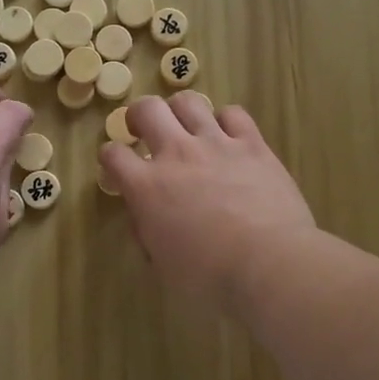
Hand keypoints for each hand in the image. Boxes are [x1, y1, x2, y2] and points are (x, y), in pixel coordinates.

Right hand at [100, 94, 316, 313]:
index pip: (113, 154)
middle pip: (147, 109)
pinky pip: (233, 113)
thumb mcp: (162, 264)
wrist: (268, 264)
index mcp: (147, 187)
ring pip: (188, 102)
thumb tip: (145, 216)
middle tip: (143, 129)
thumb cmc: (209, 276)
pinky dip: (225, 121)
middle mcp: (176, 154)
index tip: (116, 166)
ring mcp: (216, 144)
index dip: (110, 157)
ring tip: (184, 127)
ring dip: (179, 111)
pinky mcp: (252, 144)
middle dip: (138, 115)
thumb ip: (147, 232)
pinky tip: (227, 136)